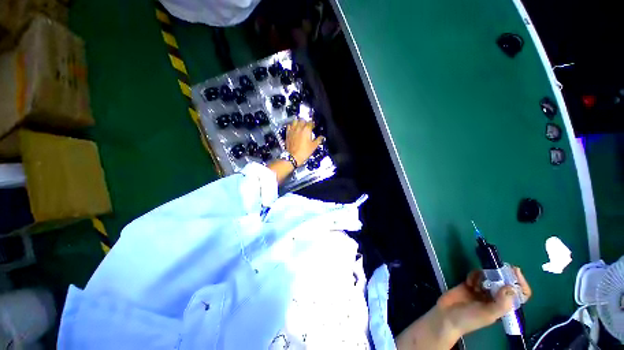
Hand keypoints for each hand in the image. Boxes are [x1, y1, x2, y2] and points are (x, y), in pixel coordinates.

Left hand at [286, 119, 323, 165]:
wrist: (293, 157)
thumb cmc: (303, 152)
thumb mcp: (314, 146)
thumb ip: (318, 140)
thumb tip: (321, 137)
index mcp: (307, 130)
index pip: (311, 122)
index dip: (313, 124)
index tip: (314, 126)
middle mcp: (299, 128)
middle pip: (302, 120)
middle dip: (306, 122)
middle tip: (308, 126)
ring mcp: (292, 130)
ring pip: (295, 121)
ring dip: (298, 122)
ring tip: (300, 125)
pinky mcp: (288, 133)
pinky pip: (289, 126)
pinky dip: (292, 126)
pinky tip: (293, 128)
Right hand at [437, 266, 531, 336]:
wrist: (446, 316)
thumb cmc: (469, 319)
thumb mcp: (487, 314)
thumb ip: (501, 303)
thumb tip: (512, 287)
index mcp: (503, 306)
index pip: (518, 294)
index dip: (520, 283)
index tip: (514, 271)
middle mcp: (495, 298)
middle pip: (504, 283)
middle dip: (502, 275)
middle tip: (498, 267)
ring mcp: (481, 291)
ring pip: (489, 277)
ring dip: (486, 275)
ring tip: (479, 279)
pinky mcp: (469, 284)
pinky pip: (475, 275)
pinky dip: (474, 274)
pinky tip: (469, 280)